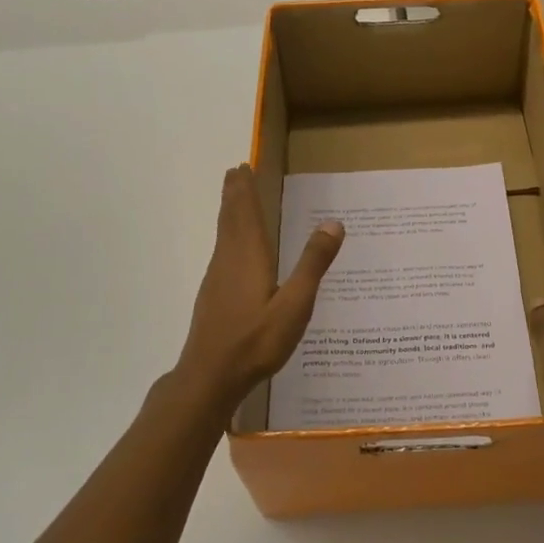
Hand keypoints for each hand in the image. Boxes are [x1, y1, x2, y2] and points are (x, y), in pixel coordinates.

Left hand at [172, 164, 344, 414]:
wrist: (209, 377)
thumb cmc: (255, 340)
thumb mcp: (295, 304)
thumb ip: (312, 264)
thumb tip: (334, 223)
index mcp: (248, 254)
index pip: (245, 211)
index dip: (243, 188)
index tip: (242, 165)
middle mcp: (228, 258)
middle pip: (230, 217)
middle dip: (234, 194)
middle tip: (235, 172)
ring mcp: (217, 277)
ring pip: (223, 234)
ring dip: (229, 212)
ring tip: (235, 200)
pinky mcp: (213, 295)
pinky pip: (222, 251)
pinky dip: (228, 235)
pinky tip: (234, 250)